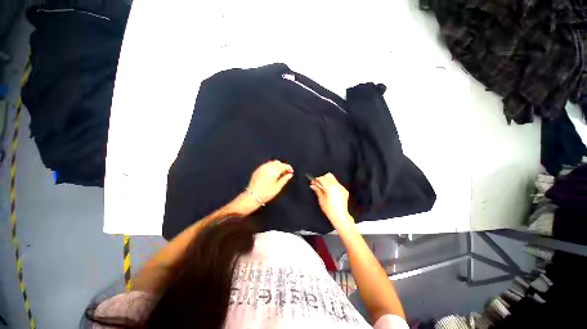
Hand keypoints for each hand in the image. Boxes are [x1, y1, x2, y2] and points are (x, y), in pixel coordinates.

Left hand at [245, 159, 293, 205]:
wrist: (252, 196)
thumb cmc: (267, 193)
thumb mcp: (278, 187)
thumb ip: (284, 179)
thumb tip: (290, 174)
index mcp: (274, 170)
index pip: (284, 165)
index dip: (289, 168)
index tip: (291, 172)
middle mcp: (268, 166)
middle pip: (278, 163)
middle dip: (283, 166)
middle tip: (285, 173)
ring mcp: (262, 167)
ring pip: (272, 163)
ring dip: (277, 166)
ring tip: (279, 174)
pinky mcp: (258, 170)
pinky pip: (266, 165)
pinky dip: (271, 167)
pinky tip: (271, 173)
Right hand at [309, 173, 355, 230]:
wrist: (340, 216)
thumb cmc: (330, 210)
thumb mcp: (321, 199)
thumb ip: (317, 190)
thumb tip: (312, 185)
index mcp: (330, 187)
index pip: (322, 178)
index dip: (316, 179)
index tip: (313, 182)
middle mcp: (336, 186)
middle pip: (328, 176)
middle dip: (323, 178)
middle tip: (318, 184)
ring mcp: (341, 188)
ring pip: (333, 179)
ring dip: (328, 181)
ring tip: (324, 188)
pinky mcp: (344, 190)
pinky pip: (337, 184)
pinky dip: (333, 185)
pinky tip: (330, 192)